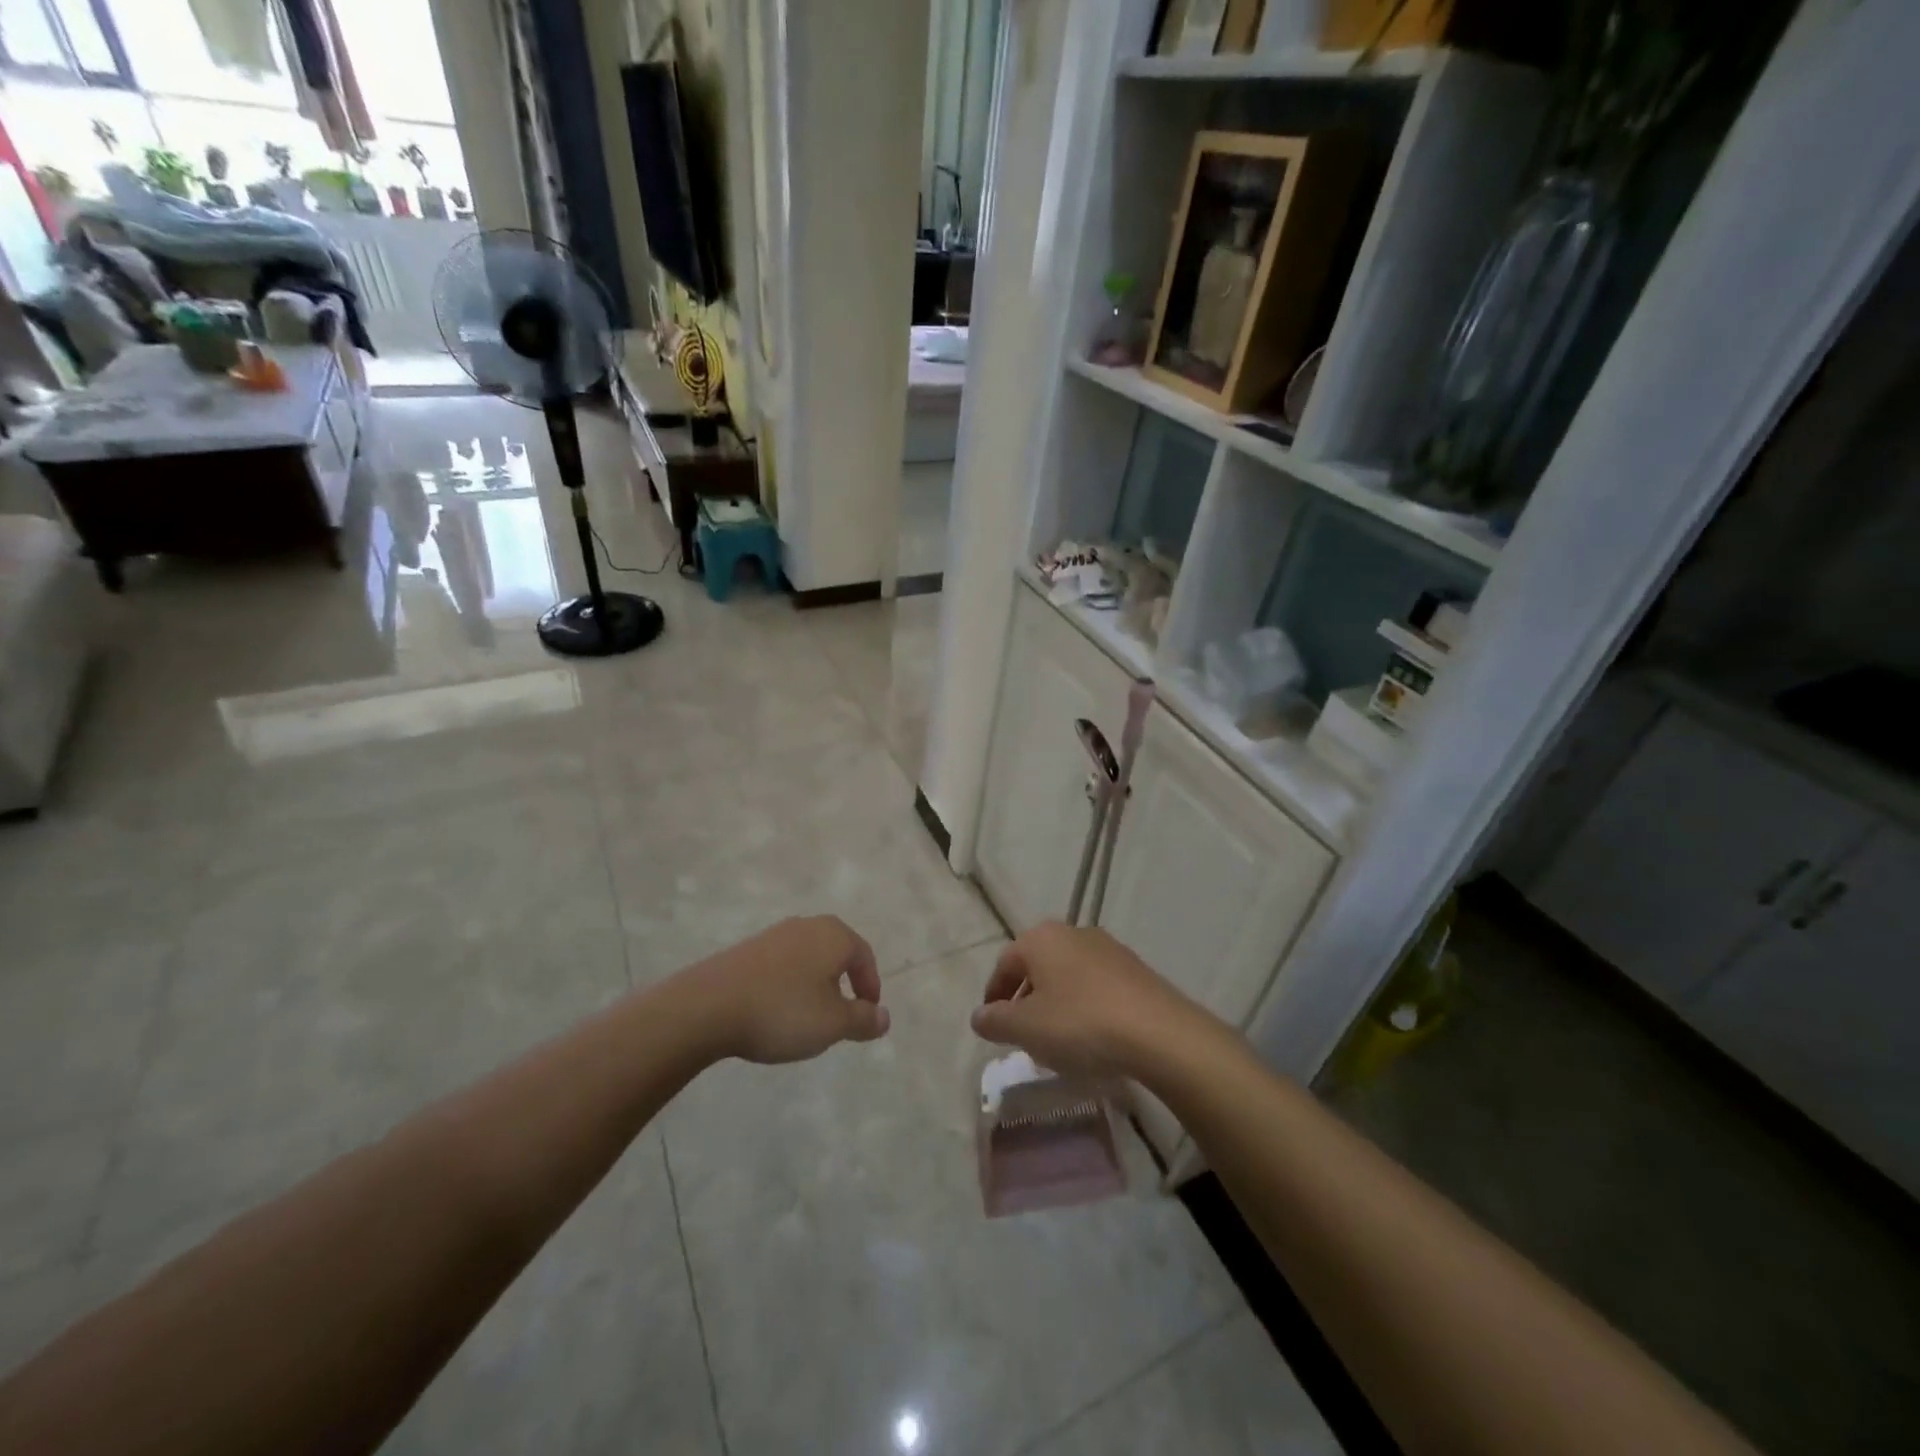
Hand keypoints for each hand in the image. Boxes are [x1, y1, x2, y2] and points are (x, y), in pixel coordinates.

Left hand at [679, 916, 889, 1063]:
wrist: (707, 1006)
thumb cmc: (782, 1011)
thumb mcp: (832, 1024)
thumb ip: (863, 1020)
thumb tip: (884, 1017)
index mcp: (834, 935)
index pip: (864, 956)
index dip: (870, 986)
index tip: (867, 1015)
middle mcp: (807, 925)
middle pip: (836, 953)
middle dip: (843, 983)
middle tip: (841, 1017)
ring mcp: (774, 935)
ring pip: (808, 959)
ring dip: (815, 985)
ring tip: (808, 1018)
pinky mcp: (747, 949)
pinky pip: (781, 966)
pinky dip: (788, 986)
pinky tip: (776, 1012)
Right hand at [971, 922, 1217, 1078]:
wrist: (1159, 1032)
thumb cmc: (1080, 1024)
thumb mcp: (1026, 1029)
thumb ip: (995, 1021)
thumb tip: (979, 1016)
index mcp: (1041, 938)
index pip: (1005, 963)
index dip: (994, 995)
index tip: (992, 1025)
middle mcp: (1073, 932)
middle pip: (1038, 965)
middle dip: (1026, 998)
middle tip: (1022, 1033)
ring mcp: (1108, 948)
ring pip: (1068, 975)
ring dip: (1056, 1003)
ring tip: (1057, 1040)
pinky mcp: (1135, 969)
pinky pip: (1096, 986)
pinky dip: (1085, 1006)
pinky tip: (1091, 1036)